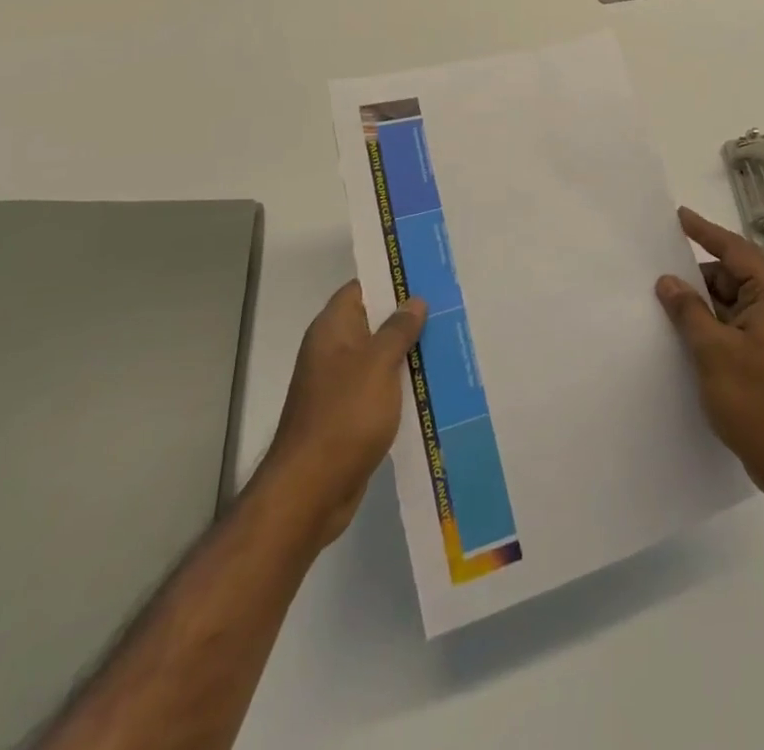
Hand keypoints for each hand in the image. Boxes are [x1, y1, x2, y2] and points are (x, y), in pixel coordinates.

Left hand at [258, 281, 426, 548]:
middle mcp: (333, 351)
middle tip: (450, 303)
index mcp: (332, 330)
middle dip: (408, 315)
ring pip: (381, 356)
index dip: (391, 278)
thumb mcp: (378, 364)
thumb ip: (398, 329)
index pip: (362, 288)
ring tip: (452, 338)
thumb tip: (414, 301)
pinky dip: (404, 383)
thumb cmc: (344, 415)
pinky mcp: (351, 414)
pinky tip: (435, 382)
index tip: (427, 273)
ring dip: (410, 351)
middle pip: (374, 321)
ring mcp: (341, 384)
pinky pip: (382, 387)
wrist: (311, 490)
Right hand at [657, 207, 763, 499]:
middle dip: (697, 272)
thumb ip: (688, 310)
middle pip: (733, 274)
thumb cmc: (754, 400)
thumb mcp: (713, 351)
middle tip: (659, 266)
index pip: (735, 251)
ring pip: (731, 300)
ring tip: (663, 298)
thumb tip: (668, 281)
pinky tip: (682, 327)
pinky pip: (733, 322)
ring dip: (701, 299)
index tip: (679, 216)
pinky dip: (709, 320)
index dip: (705, 232)